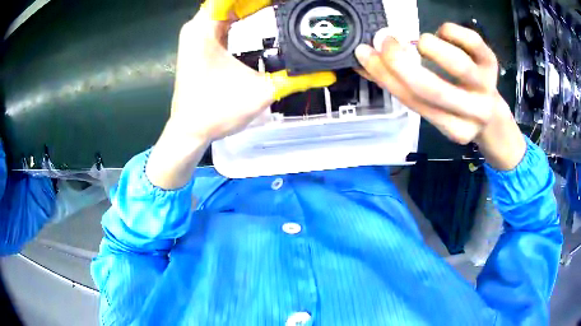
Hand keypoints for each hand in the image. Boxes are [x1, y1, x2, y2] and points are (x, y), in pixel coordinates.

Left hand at [147, 1, 335, 188]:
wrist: (189, 132)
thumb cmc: (216, 112)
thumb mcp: (260, 92)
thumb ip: (296, 79)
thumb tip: (327, 74)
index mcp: (205, 28)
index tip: (283, 1)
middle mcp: (198, 27)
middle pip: (233, 2)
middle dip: (261, 1)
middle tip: (289, 4)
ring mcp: (197, 35)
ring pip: (229, 9)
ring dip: (253, 6)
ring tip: (280, 6)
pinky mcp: (201, 45)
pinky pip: (225, 21)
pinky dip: (244, 17)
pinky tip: (262, 17)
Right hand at [355, 23, 525, 170]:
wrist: (491, 112)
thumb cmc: (457, 109)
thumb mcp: (433, 109)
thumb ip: (402, 88)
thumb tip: (365, 63)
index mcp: (454, 129)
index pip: (415, 103)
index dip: (386, 76)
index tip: (365, 53)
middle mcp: (473, 112)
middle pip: (434, 89)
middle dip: (401, 62)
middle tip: (385, 41)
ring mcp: (487, 87)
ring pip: (458, 65)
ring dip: (430, 46)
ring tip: (422, 43)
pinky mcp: (492, 63)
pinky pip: (471, 40)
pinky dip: (449, 31)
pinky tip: (443, 34)